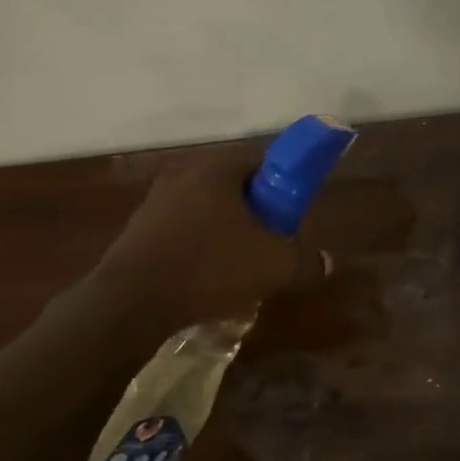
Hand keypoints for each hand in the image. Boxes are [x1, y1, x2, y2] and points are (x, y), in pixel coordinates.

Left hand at [97, 155, 328, 328]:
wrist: (133, 300)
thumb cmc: (210, 268)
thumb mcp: (273, 267)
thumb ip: (306, 262)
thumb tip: (327, 263)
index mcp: (216, 170)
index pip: (259, 160)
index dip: (281, 184)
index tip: (290, 214)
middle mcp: (182, 176)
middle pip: (231, 186)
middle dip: (253, 212)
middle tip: (269, 243)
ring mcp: (154, 203)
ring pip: (204, 210)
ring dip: (224, 232)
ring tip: (237, 267)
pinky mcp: (137, 231)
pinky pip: (180, 232)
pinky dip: (197, 248)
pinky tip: (204, 279)